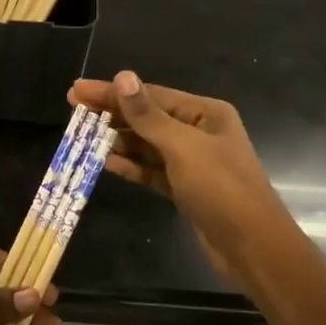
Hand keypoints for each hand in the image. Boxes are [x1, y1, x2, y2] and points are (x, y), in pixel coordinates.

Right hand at [69, 72, 287, 285]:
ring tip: (83, 136)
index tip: (77, 90)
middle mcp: (199, 133)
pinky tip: (106, 162)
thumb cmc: (221, 189)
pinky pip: (151, 171)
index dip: (113, 92)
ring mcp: (192, 163)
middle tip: (73, 109)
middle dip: (112, 114)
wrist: (252, 248)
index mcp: (205, 113)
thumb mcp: (182, 147)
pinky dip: (130, 166)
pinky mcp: (184, 189)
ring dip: (118, 140)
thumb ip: (148, 115)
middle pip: (147, 118)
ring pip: (147, 145)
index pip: (150, 95)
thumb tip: (122, 76)